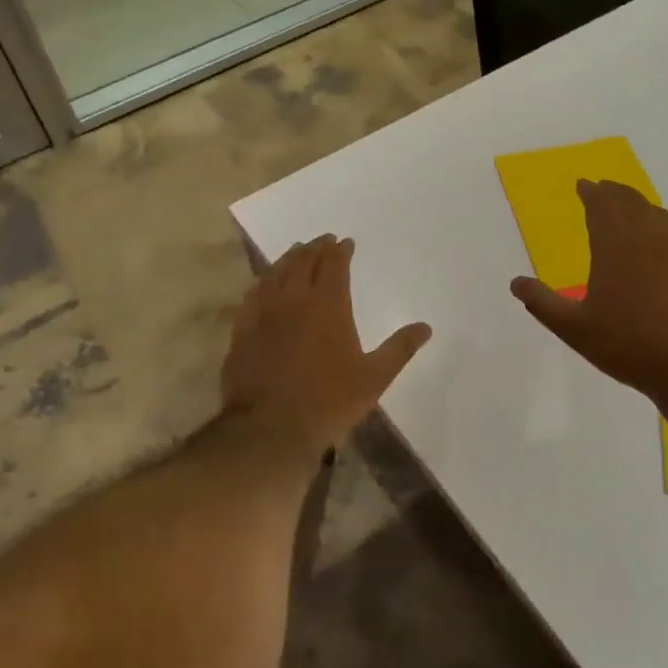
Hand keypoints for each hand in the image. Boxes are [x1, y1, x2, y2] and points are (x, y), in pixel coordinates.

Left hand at [224, 234, 431, 453]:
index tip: (345, 243)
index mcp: (328, 304)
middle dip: (316, 248)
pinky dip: (263, 281)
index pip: (334, 265)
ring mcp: (264, 312)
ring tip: (297, 251)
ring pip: (276, 273)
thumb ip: (399, 349)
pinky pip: (253, 293)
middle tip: (323, 240)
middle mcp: (294, 299)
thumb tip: (425, 327)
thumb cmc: (329, 401)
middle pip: (303, 262)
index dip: (340, 251)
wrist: (270, 427)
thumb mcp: (374, 377)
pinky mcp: (242, 330)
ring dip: (289, 258)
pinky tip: (264, 283)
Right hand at [510, 181, 667, 404]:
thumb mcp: (575, 329)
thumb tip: (516, 282)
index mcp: (616, 247)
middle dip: (616, 193)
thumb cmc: (629, 346)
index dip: (591, 192)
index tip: (583, 184)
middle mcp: (651, 240)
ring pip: (662, 219)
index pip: (602, 206)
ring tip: (635, 209)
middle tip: (605, 187)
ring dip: (644, 208)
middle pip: (633, 204)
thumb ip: (543, 303)